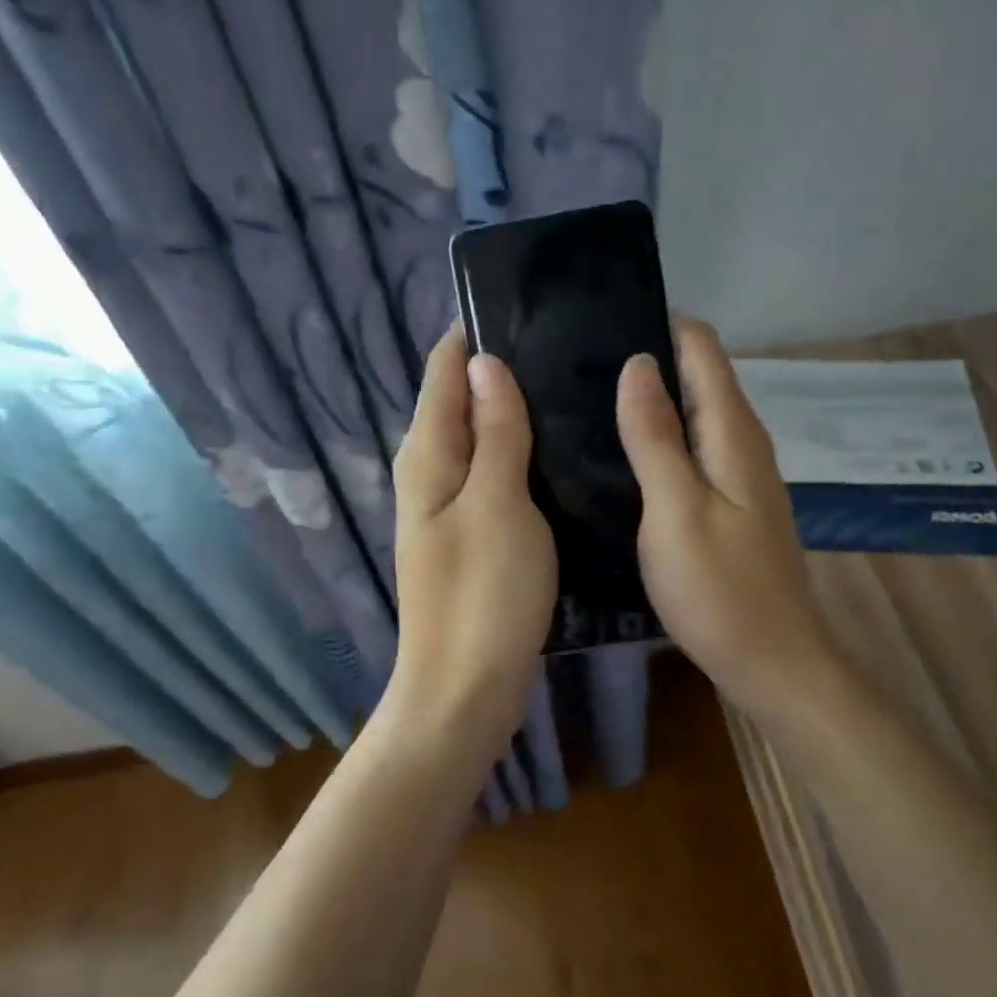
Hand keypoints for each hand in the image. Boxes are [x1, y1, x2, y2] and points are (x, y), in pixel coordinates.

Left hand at [386, 325, 555, 739]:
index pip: (443, 370)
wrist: (465, 688)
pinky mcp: (471, 536)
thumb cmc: (484, 594)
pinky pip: (492, 476)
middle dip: (500, 370)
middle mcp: (429, 473)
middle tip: (565, 346)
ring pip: (479, 440)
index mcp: (428, 455)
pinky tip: (555, 452)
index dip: (475, 334)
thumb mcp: (497, 502)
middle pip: (460, 402)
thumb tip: (485, 363)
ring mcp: (448, 508)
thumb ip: (495, 432)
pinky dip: (518, 455)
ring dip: (512, 413)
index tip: (526, 307)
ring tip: (569, 387)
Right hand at [617, 318, 840, 715]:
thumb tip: (638, 363)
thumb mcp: (676, 509)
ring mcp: (740, 475)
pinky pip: (694, 450)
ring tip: (588, 399)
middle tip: (578, 362)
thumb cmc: (719, 589)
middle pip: (699, 376)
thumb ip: (656, 436)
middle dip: (649, 358)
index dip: (660, 323)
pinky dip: (661, 439)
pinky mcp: (731, 504)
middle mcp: (743, 442)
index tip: (602, 319)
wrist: (772, 662)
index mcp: (732, 432)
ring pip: (694, 414)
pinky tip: (623, 455)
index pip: (702, 348)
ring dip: (652, 400)